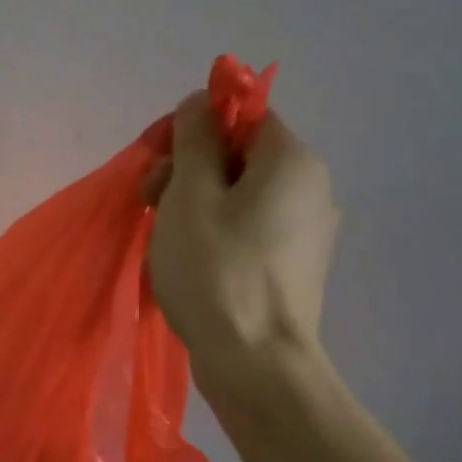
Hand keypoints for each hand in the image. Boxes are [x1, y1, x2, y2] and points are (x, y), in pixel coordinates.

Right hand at [146, 92, 339, 403]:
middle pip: (241, 157)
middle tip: (150, 205)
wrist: (256, 362)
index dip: (192, 130)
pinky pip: (250, 232)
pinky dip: (218, 236)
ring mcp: (307, 232)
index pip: (242, 116)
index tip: (156, 162)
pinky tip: (192, 264)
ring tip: (164, 241)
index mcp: (291, 160)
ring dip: (197, 206)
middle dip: (189, 171)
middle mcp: (311, 187)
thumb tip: (201, 99)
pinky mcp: (296, 268)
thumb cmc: (216, 271)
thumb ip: (194, 140)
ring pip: (242, 198)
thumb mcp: (190, 196)